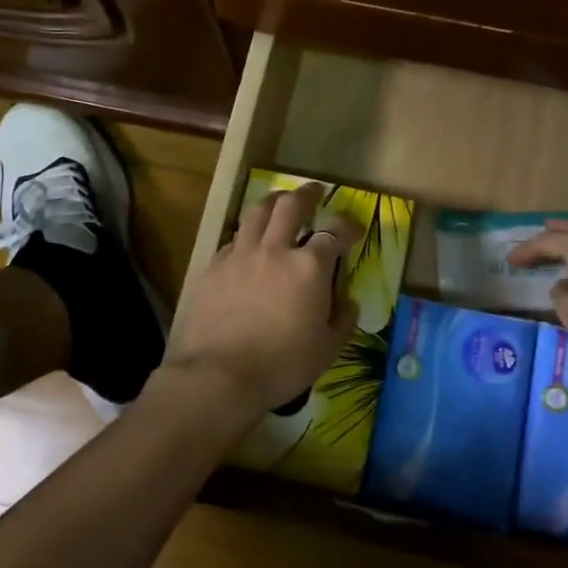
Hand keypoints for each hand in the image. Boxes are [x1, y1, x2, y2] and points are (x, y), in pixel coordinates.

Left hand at [166, 183, 358, 422]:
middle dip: (306, 194)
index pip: (335, 233)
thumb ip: (343, 320)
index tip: (354, 228)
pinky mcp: (213, 267)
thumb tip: (348, 301)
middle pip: (290, 206)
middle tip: (314, 191)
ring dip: (272, 202)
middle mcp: (274, 250)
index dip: (348, 226)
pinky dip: (246, 235)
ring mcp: (240, 255)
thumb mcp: (328, 349)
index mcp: (309, 267)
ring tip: (278, 202)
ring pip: (256, 213)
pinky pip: (233, 239)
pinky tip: (247, 243)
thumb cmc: (281, 365)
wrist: (218, 376)